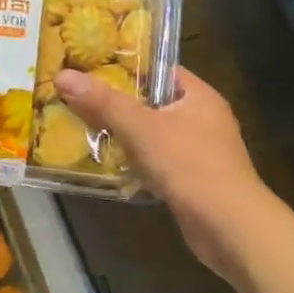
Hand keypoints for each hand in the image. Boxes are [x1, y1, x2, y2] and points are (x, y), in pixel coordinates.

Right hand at [54, 66, 265, 276]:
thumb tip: (63, 75)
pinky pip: (155, 159)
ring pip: (152, 132)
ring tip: (83, 125)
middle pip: (151, 100)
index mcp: (199, 96)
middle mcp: (202, 118)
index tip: (90, 65)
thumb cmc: (190, 166)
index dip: (126, 64)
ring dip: (122, 132)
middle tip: (77, 95)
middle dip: (116, 100)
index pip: (159, 68)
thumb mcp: (141, 128)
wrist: (230, 228)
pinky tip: (107, 161)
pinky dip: (133, 159)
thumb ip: (103, 102)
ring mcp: (199, 150)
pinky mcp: (192, 179)